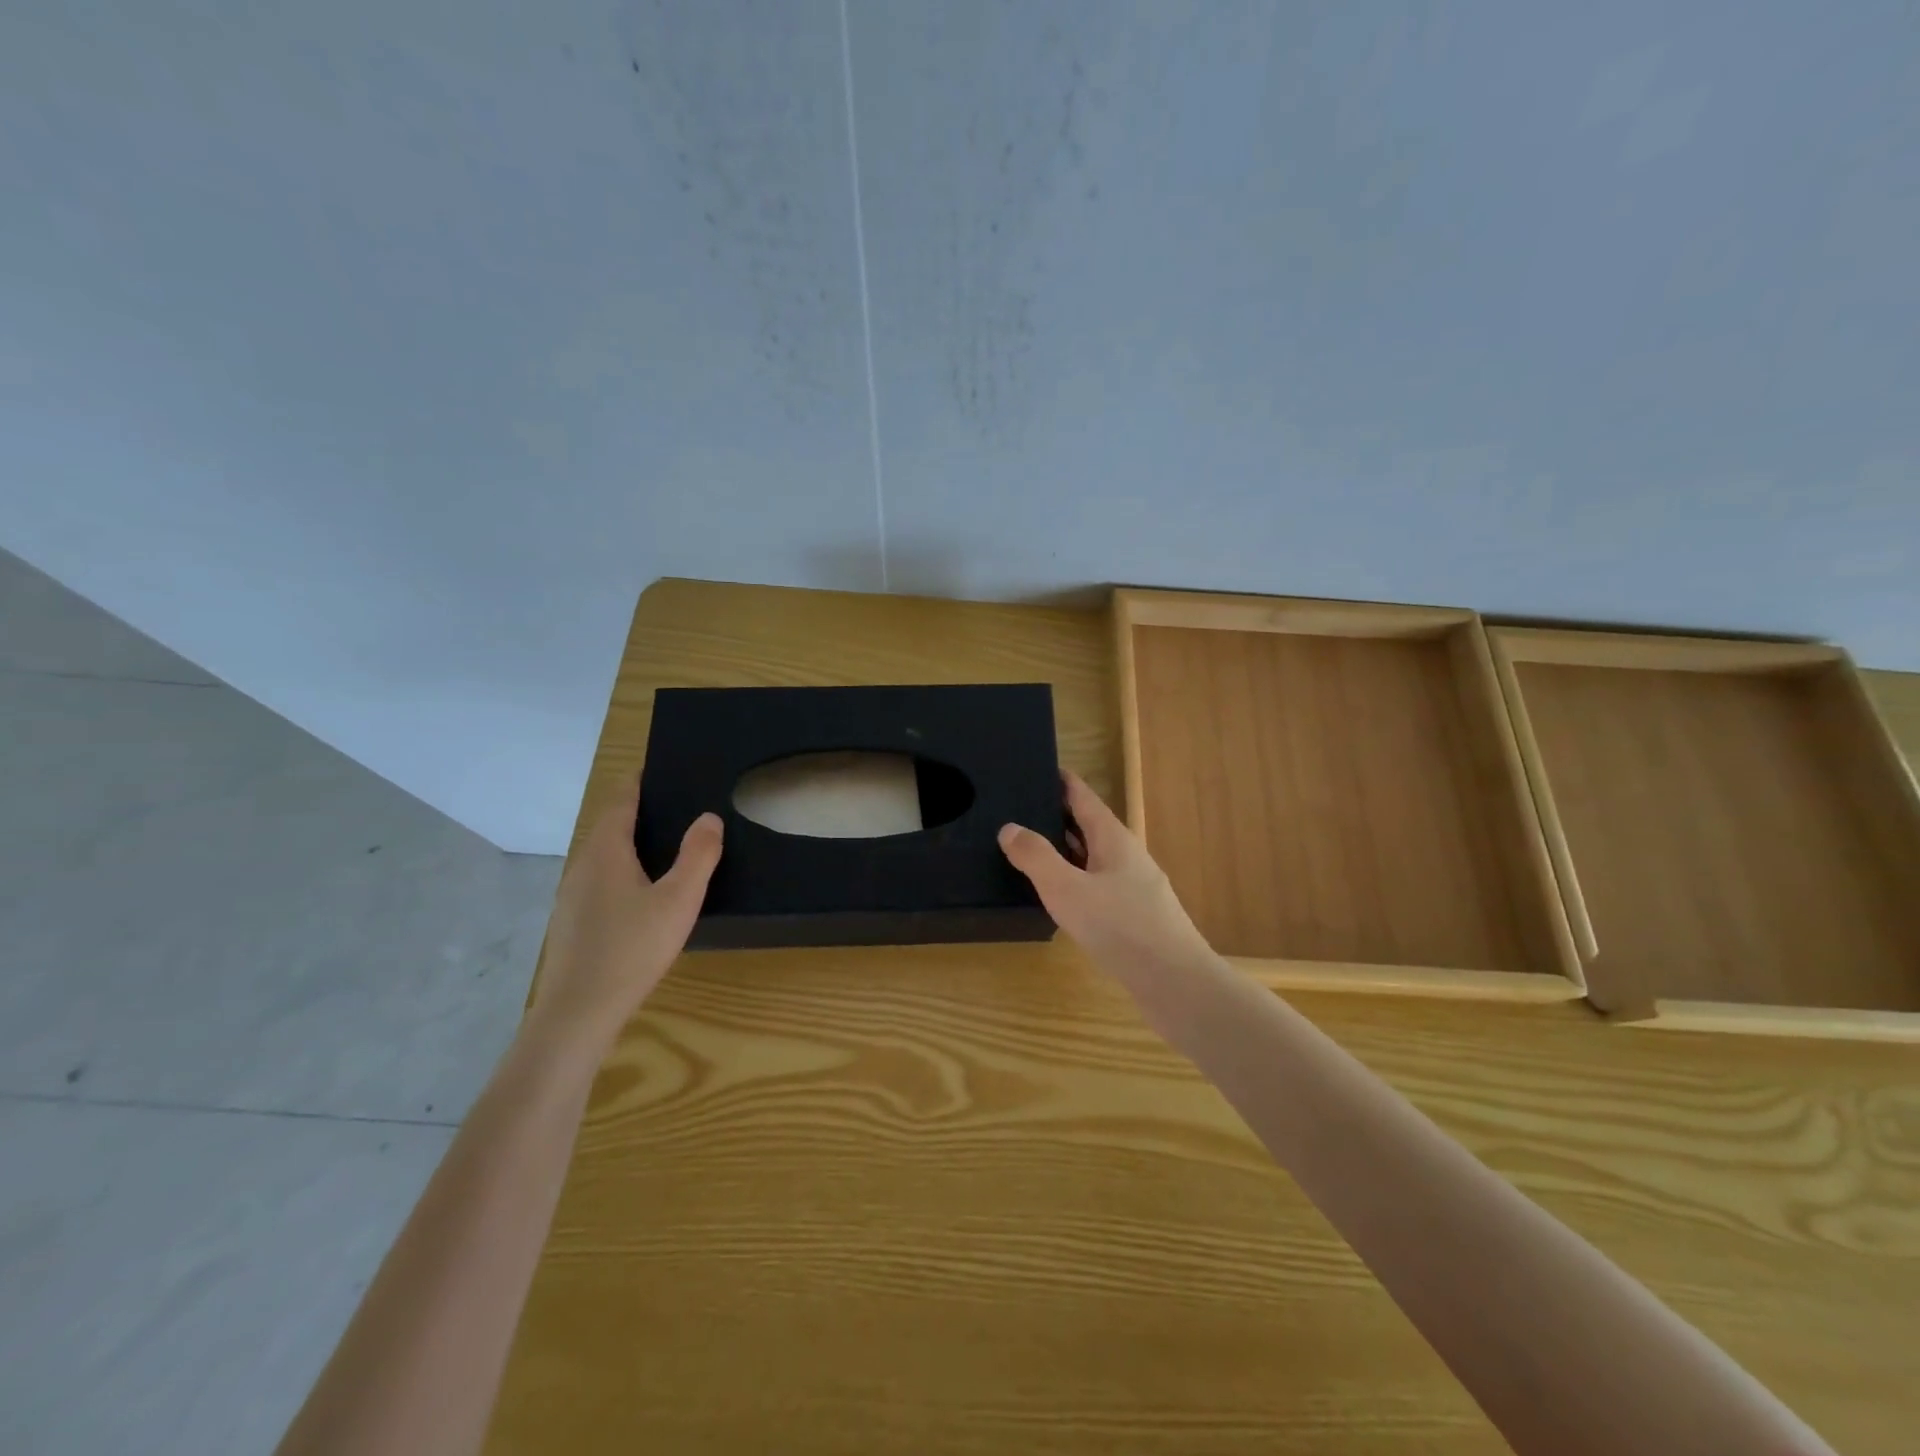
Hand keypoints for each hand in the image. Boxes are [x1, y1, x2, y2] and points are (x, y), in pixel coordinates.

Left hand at [532, 778, 722, 1050]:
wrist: (578, 1013)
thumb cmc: (632, 948)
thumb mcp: (679, 900)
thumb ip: (698, 856)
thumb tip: (708, 817)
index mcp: (606, 851)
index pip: (620, 801)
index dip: (637, 782)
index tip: (657, 768)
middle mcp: (583, 866)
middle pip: (609, 826)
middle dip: (637, 812)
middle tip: (674, 806)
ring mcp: (572, 897)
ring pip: (603, 857)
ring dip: (629, 844)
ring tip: (664, 847)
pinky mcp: (572, 924)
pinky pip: (599, 882)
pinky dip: (621, 872)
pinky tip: (642, 896)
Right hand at [998, 771, 1213, 993]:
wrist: (1176, 983)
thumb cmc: (1120, 928)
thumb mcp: (1067, 889)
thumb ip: (1036, 857)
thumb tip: (1009, 828)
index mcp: (1113, 839)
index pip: (1083, 797)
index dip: (1061, 781)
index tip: (1035, 767)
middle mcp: (1126, 856)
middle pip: (1088, 825)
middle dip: (1056, 815)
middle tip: (1018, 808)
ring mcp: (1134, 887)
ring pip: (1093, 857)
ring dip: (1064, 850)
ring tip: (1029, 847)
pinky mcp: (1134, 916)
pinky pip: (1097, 885)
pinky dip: (1073, 879)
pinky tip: (1057, 895)